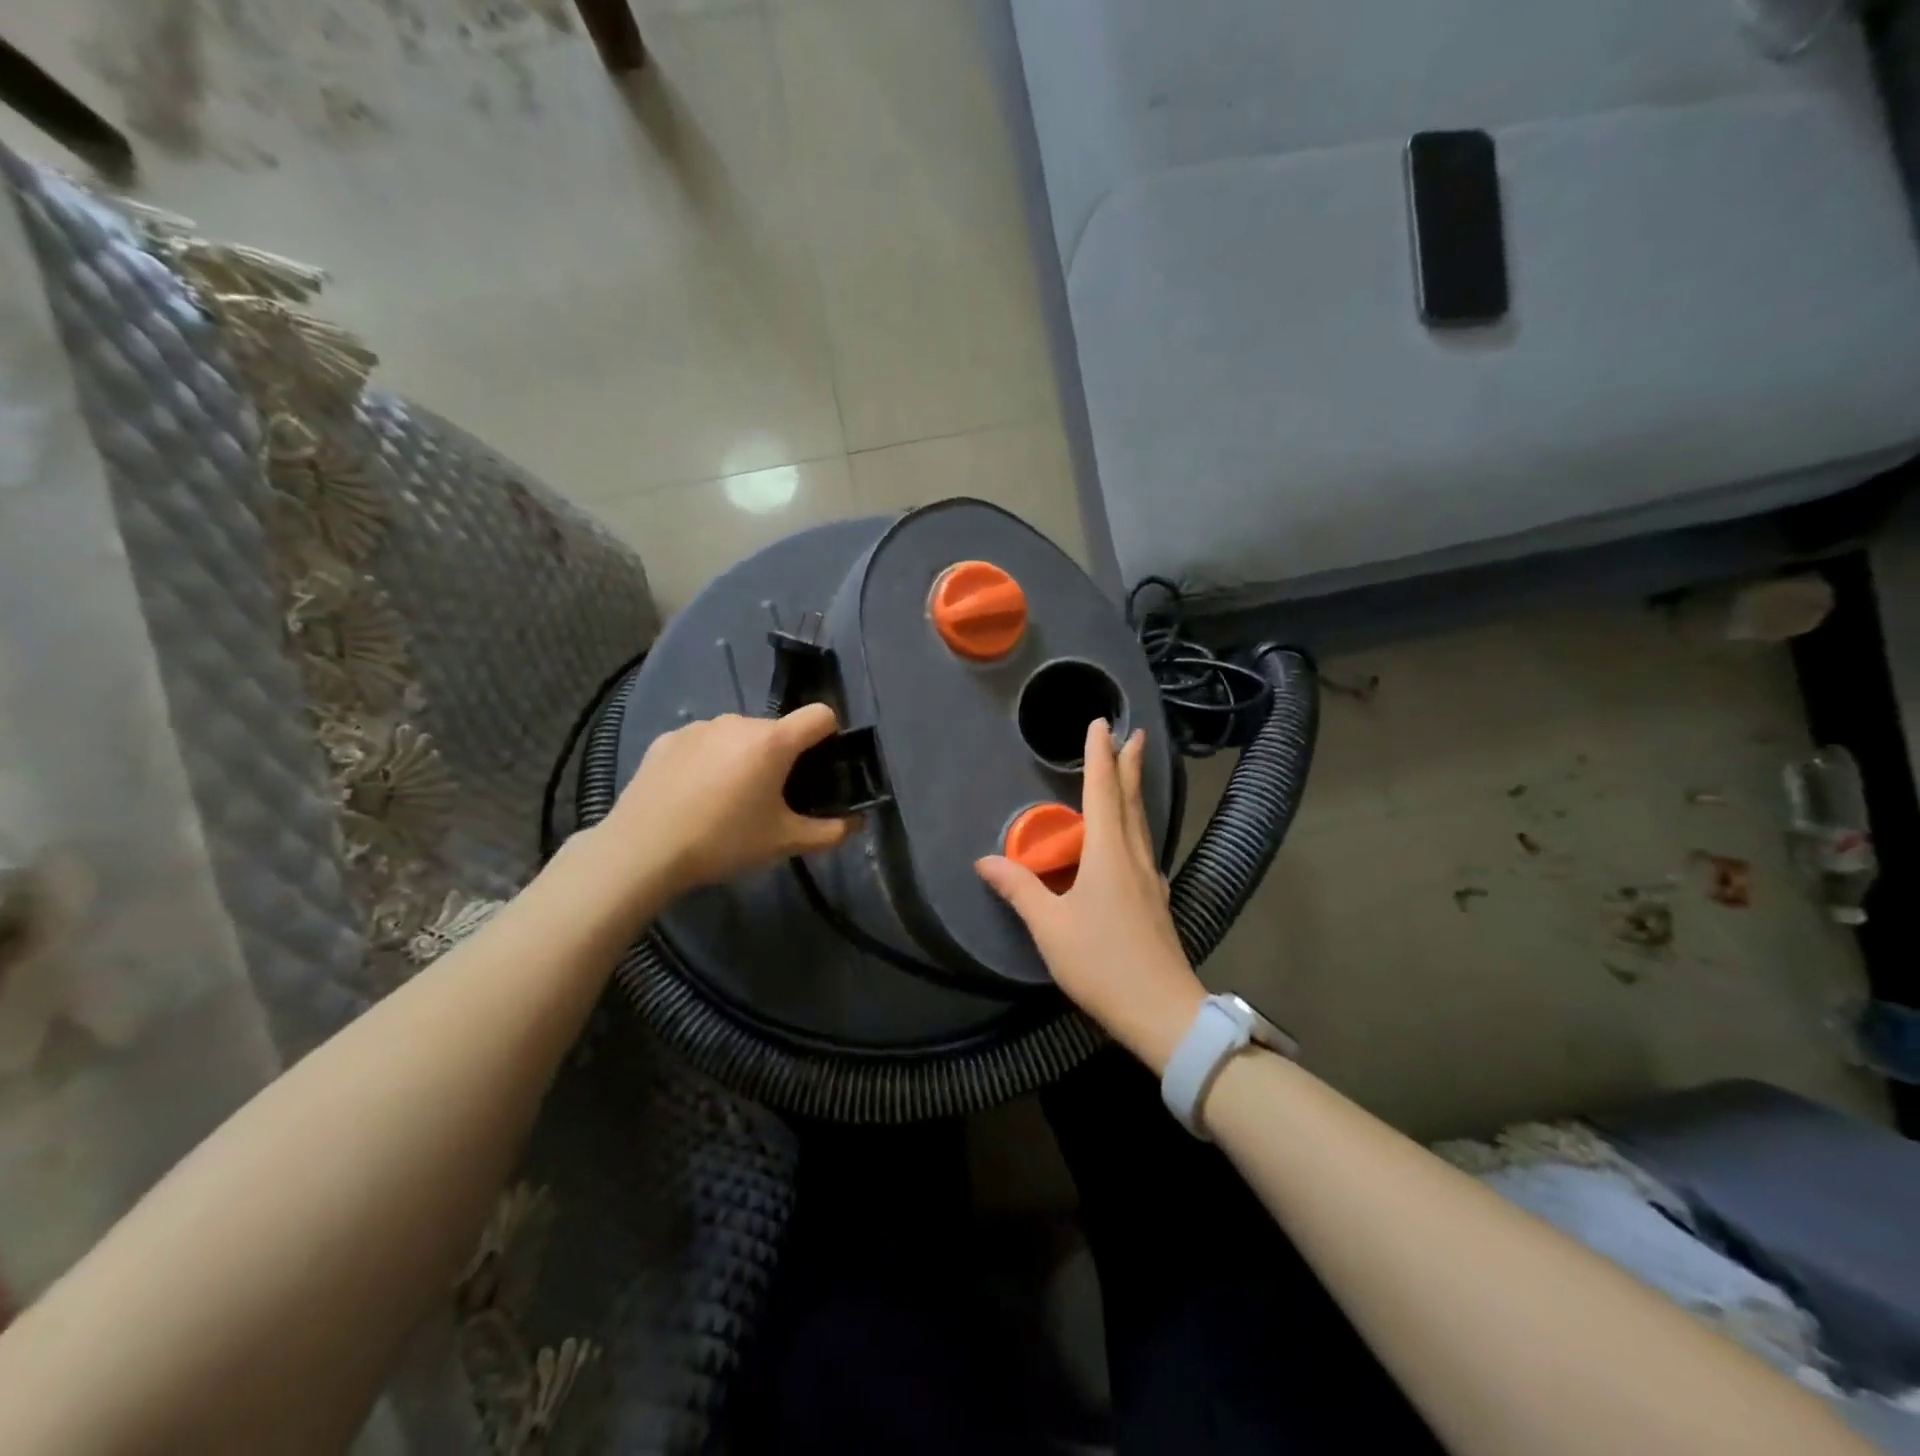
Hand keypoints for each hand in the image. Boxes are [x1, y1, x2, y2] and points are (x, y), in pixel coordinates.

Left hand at [598, 705, 854, 899]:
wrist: (643, 850)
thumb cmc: (724, 842)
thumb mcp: (784, 843)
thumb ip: (829, 832)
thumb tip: (855, 824)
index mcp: (773, 741)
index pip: (820, 715)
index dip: (829, 736)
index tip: (820, 767)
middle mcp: (739, 722)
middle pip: (777, 730)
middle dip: (782, 757)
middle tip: (769, 800)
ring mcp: (700, 727)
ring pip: (739, 735)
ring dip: (744, 757)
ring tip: (726, 800)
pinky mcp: (669, 738)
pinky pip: (704, 742)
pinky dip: (709, 760)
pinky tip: (693, 795)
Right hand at [976, 721, 1205, 1073]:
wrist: (1162, 1011)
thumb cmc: (1102, 963)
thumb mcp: (1051, 927)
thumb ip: (1020, 890)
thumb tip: (984, 861)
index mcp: (1109, 855)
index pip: (1103, 792)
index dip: (1100, 756)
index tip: (1102, 724)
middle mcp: (1134, 858)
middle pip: (1131, 801)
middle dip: (1129, 765)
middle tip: (1135, 734)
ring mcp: (1150, 880)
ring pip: (1141, 823)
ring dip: (1134, 792)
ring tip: (1131, 773)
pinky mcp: (1156, 901)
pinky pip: (1143, 847)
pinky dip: (1134, 825)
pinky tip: (1130, 838)